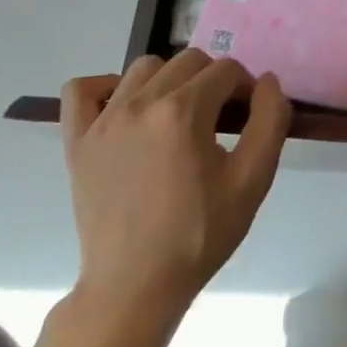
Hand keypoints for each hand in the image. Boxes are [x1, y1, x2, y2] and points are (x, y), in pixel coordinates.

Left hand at [59, 50, 290, 322]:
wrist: (136, 285)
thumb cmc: (200, 233)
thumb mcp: (253, 180)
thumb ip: (270, 120)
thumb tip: (268, 81)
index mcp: (184, 112)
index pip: (227, 70)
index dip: (247, 89)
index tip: (250, 119)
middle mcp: (140, 103)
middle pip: (190, 61)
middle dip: (214, 81)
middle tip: (221, 121)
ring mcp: (103, 120)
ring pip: (144, 67)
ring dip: (170, 80)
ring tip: (179, 118)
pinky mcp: (77, 141)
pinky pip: (82, 89)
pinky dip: (107, 87)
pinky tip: (127, 110)